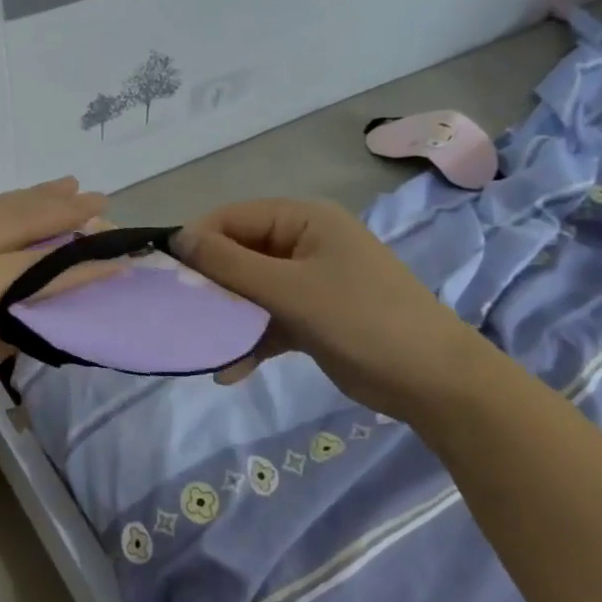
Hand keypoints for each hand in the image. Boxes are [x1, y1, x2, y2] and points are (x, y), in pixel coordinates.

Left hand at [0, 177, 106, 482]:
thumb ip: (8, 325)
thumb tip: (47, 296)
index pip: (25, 266)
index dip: (75, 260)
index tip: (117, 252)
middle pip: (2, 220)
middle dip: (54, 210)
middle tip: (99, 201)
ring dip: (22, 201)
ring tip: (66, 189)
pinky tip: (10, 211)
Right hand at [173, 198, 488, 419]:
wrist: (436, 384)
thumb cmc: (363, 321)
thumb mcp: (291, 291)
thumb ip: (230, 265)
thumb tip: (177, 238)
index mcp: (303, 220)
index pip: (232, 218)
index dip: (197, 242)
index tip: (165, 276)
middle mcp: (302, 243)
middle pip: (237, 253)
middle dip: (209, 285)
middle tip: (178, 314)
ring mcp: (308, 281)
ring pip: (248, 289)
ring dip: (226, 316)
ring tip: (199, 344)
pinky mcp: (311, 316)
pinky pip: (266, 319)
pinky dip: (248, 340)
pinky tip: (228, 370)